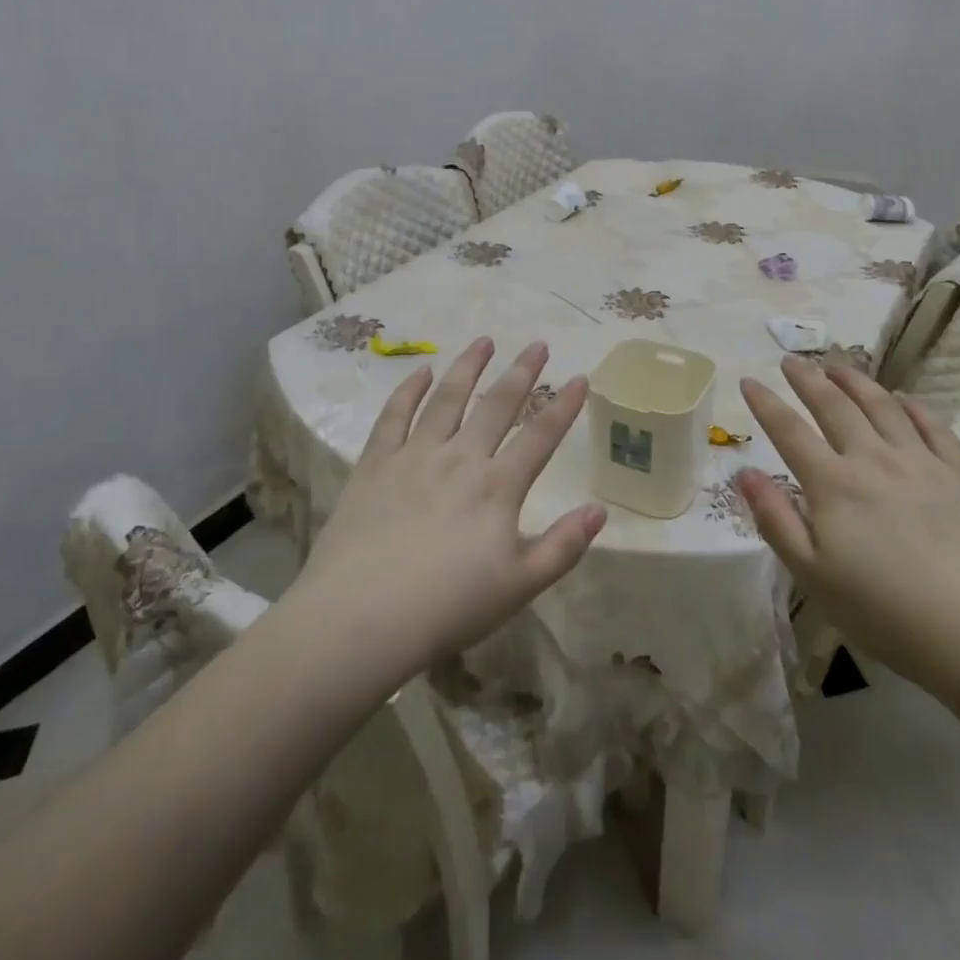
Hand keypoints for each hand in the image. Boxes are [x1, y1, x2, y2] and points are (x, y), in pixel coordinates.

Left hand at [295, 337, 604, 674]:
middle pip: (497, 405)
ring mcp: (415, 456)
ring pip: (447, 398)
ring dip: (468, 367)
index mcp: (497, 487)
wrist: (360, 618)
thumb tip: (600, 510)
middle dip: (521, 372)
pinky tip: (420, 371)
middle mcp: (460, 458)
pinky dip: (408, 389)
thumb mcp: (519, 587)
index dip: (564, 405)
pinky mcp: (375, 463)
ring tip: (483, 341)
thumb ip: (563, 546)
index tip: (580, 377)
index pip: (540, 436)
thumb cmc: (447, 608)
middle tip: (538, 344)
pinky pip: (394, 415)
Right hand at [735, 355, 959, 697]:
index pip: (789, 431)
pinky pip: (933, 426)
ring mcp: (922, 462)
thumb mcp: (813, 577)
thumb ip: (775, 520)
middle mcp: (874, 459)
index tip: (748, 380)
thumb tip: (744, 473)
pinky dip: (913, 406)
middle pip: (834, 406)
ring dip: (855, 380)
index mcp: (834, 484)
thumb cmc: (888, 614)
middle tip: (792, 360)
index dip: (766, 404)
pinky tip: (904, 399)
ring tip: (838, 363)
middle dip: (808, 379)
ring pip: (882, 405)